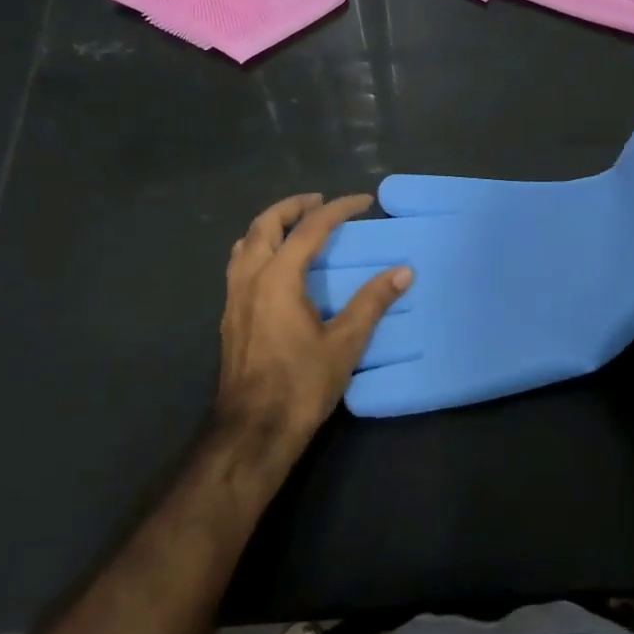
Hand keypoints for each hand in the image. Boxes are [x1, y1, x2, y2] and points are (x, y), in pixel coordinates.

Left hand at [217, 193, 410, 455]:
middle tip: (321, 202)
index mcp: (278, 278)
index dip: (338, 209)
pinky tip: (274, 265)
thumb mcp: (345, 344)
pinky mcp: (229, 316)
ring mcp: (234, 297)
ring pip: (246, 242)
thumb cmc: (301, 386)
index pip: (310, 228)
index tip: (363, 201)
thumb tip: (403, 271)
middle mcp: (250, 278)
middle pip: (266, 224)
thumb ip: (372, 302)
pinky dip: (259, 247)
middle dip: (294, 206)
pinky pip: (240, 264)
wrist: (252, 432)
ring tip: (296, 226)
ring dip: (271, 224)